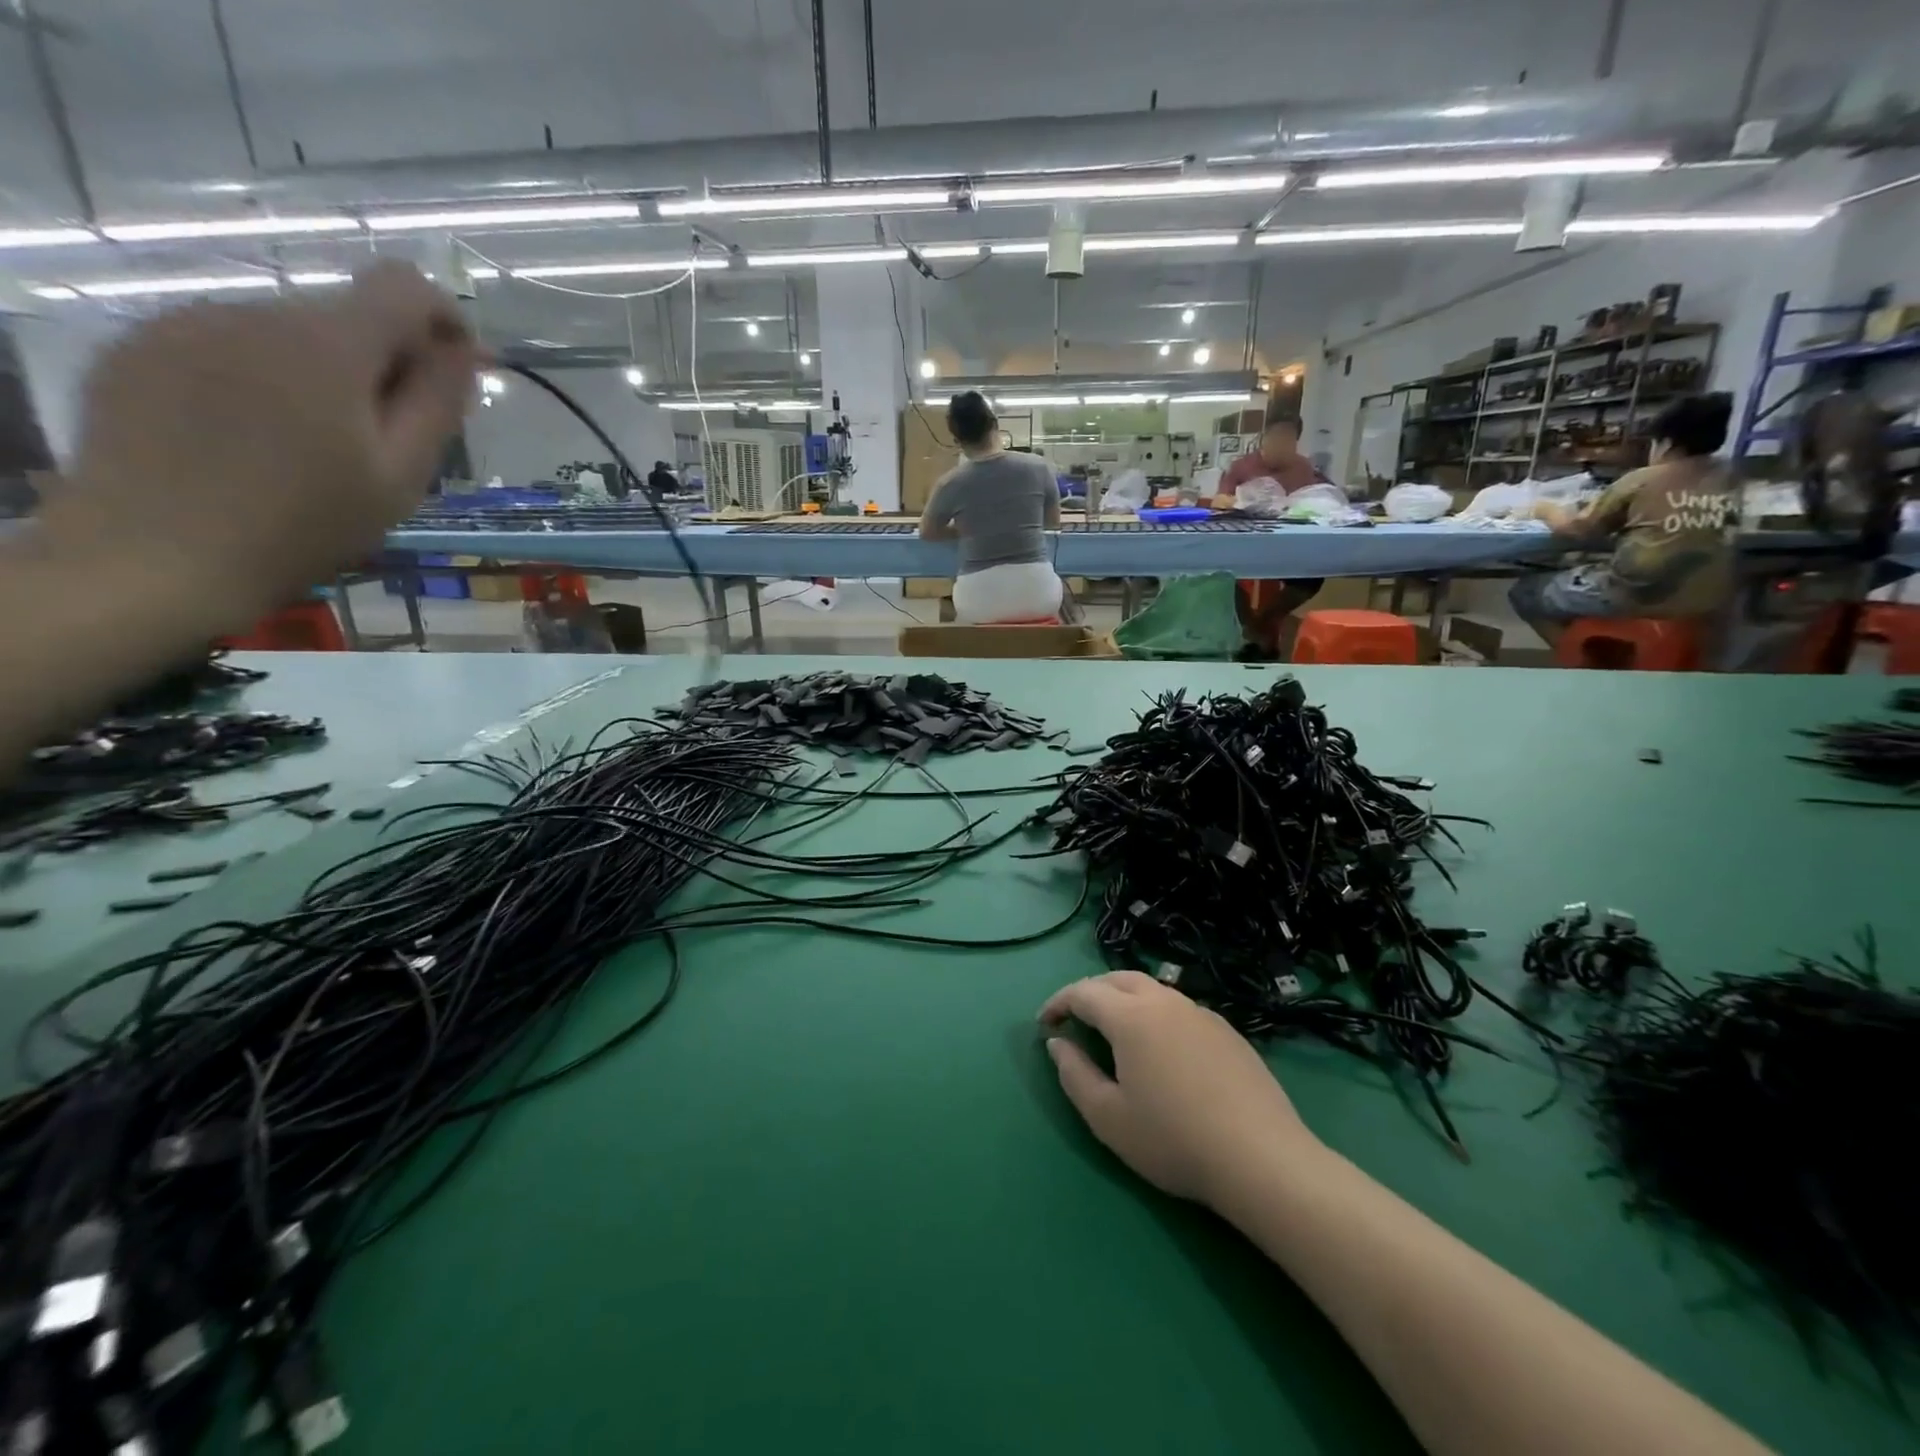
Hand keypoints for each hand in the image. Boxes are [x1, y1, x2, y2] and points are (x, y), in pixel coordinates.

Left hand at [41, 261, 477, 631]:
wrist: (157, 556)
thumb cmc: (305, 525)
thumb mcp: (399, 475)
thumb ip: (438, 402)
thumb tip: (464, 351)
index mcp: (327, 344)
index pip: (403, 287)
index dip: (444, 318)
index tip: (457, 368)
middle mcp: (254, 312)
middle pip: (345, 316)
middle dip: (382, 363)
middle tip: (389, 437)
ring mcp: (186, 323)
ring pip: (288, 332)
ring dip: (321, 373)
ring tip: (315, 446)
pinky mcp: (141, 346)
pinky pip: (229, 345)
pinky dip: (262, 378)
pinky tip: (255, 438)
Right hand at [1038, 971, 1320, 1208]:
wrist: (1261, 1159)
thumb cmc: (1173, 1139)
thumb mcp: (1108, 1117)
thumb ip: (1074, 1074)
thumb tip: (1057, 1043)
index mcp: (1130, 1016)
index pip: (1083, 992)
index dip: (1058, 1003)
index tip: (1044, 1023)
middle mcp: (1164, 1002)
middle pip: (1118, 979)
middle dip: (1090, 992)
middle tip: (1075, 1018)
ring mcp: (1200, 1013)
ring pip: (1152, 989)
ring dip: (1124, 999)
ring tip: (1115, 1029)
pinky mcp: (1227, 1031)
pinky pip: (1179, 1008)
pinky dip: (1156, 1014)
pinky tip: (1162, 1048)